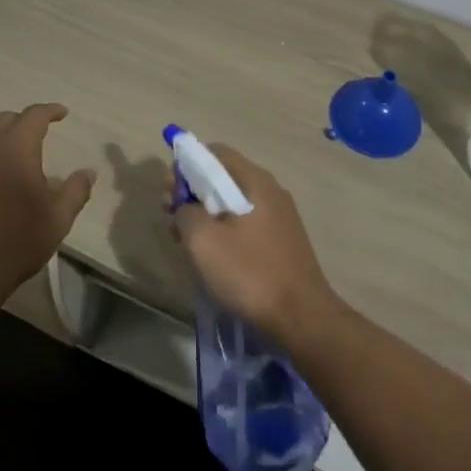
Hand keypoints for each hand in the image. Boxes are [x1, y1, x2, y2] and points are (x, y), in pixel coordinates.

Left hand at [0, 104, 94, 306]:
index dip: (50, 110)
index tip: (62, 113)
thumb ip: (76, 190)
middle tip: (40, 134)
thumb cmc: (16, 243)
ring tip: (15, 157)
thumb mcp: (58, 220)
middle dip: (24, 122)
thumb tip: (88, 171)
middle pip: (5, 121)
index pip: (34, 116)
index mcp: (16, 149)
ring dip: (1, 140)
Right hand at [171, 144, 340, 345]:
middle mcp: (270, 191)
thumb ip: (186, 213)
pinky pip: (245, 224)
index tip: (169, 191)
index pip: (216, 153)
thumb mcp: (204, 240)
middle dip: (192, 191)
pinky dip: (223, 230)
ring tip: (185, 240)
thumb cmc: (250, 272)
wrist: (301, 317)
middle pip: (223, 177)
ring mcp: (279, 217)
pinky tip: (212, 255)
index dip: (187, 164)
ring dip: (205, 214)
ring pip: (233, 203)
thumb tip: (185, 208)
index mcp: (255, 181)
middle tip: (171, 217)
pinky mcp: (281, 242)